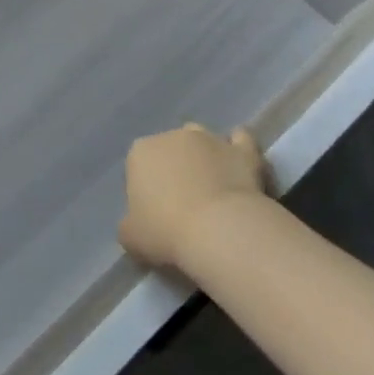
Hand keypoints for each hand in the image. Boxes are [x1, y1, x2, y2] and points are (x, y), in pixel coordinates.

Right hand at [119, 123, 268, 271]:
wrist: (220, 231)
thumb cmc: (166, 231)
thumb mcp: (131, 237)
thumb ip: (129, 225)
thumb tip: (137, 226)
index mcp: (140, 152)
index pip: (139, 166)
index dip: (146, 189)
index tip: (155, 214)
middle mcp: (173, 136)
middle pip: (171, 150)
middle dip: (175, 169)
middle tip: (184, 204)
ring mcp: (210, 140)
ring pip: (203, 140)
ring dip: (205, 156)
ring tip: (212, 188)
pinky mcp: (243, 151)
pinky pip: (241, 141)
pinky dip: (238, 148)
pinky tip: (239, 163)